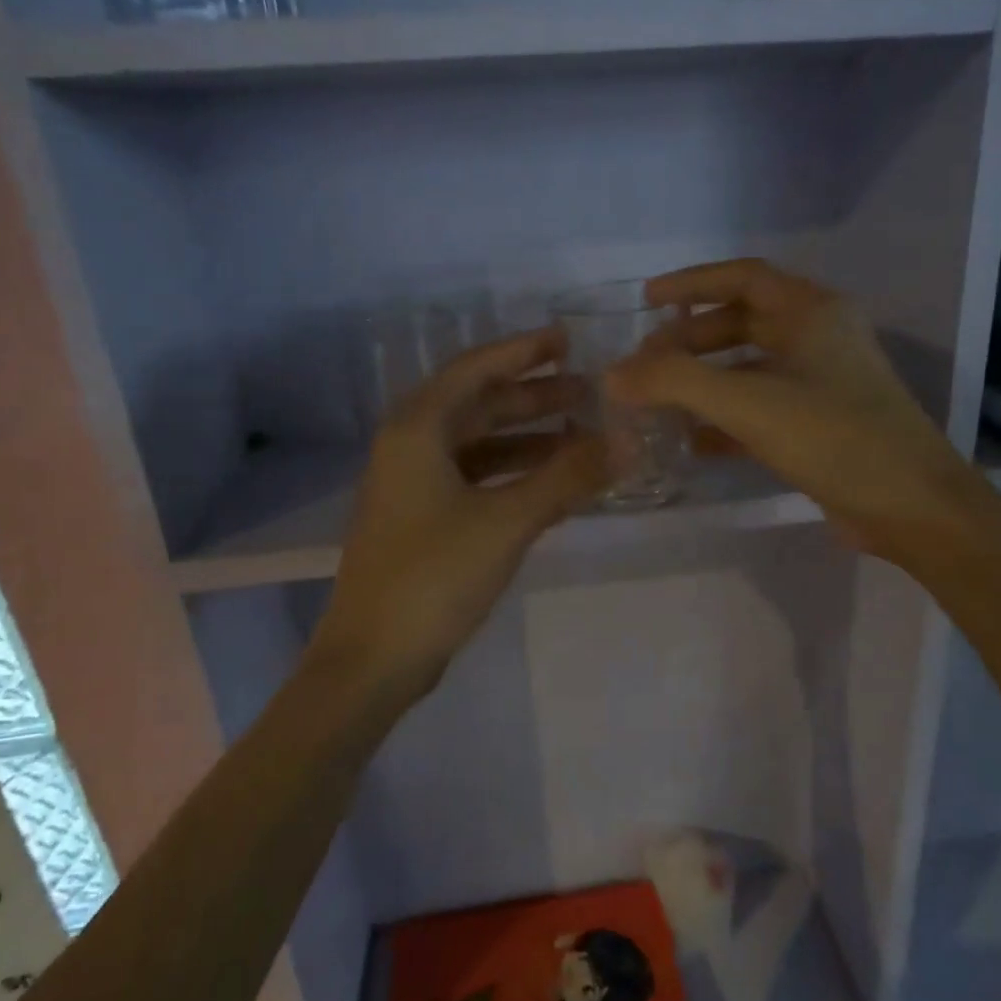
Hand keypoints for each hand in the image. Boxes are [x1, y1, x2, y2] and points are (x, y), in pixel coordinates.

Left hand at [306, 327, 606, 704]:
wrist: (372, 659)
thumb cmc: (434, 577)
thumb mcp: (507, 521)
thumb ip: (568, 477)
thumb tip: (628, 441)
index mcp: (417, 429)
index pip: (476, 369)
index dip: (524, 351)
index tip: (569, 341)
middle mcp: (409, 446)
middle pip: (479, 405)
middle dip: (534, 397)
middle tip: (589, 392)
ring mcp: (412, 485)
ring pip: (478, 444)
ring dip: (527, 438)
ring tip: (582, 434)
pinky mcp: (421, 519)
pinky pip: (475, 478)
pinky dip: (513, 474)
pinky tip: (552, 483)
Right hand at [607, 259, 977, 563]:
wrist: (911, 507)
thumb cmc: (835, 437)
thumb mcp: (749, 403)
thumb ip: (676, 383)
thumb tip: (613, 375)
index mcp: (811, 312)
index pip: (742, 277)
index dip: (691, 284)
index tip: (647, 300)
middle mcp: (818, 338)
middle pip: (741, 323)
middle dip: (690, 340)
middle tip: (645, 364)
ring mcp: (821, 383)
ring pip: (748, 369)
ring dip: (703, 381)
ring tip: (657, 399)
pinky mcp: (818, 425)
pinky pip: (760, 409)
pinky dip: (724, 419)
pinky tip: (689, 440)